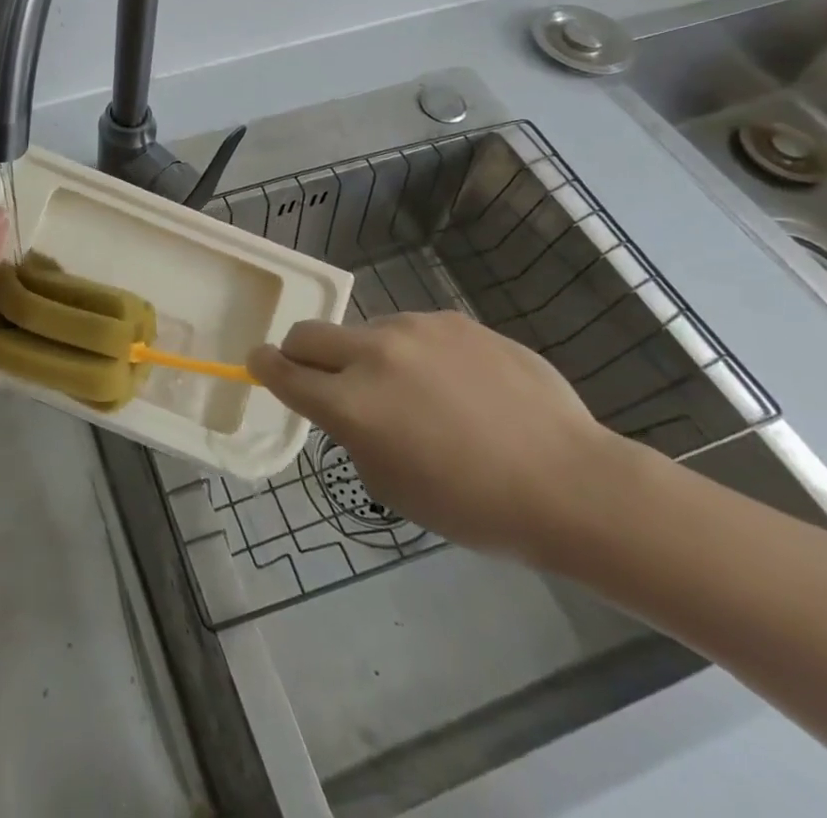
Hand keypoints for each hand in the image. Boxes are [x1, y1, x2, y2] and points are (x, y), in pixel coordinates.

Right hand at [247, 311, 635, 562]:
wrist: (570, 482)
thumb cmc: (475, 507)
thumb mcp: (391, 484)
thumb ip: (352, 434)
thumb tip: (348, 406)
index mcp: (351, 405)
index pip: (283, 371)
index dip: (263, 367)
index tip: (256, 363)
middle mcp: (373, 355)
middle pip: (307, 334)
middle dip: (300, 353)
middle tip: (323, 380)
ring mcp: (415, 330)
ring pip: (365, 333)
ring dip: (368, 358)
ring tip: (418, 395)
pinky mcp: (452, 319)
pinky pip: (413, 332)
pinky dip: (415, 354)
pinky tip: (459, 386)